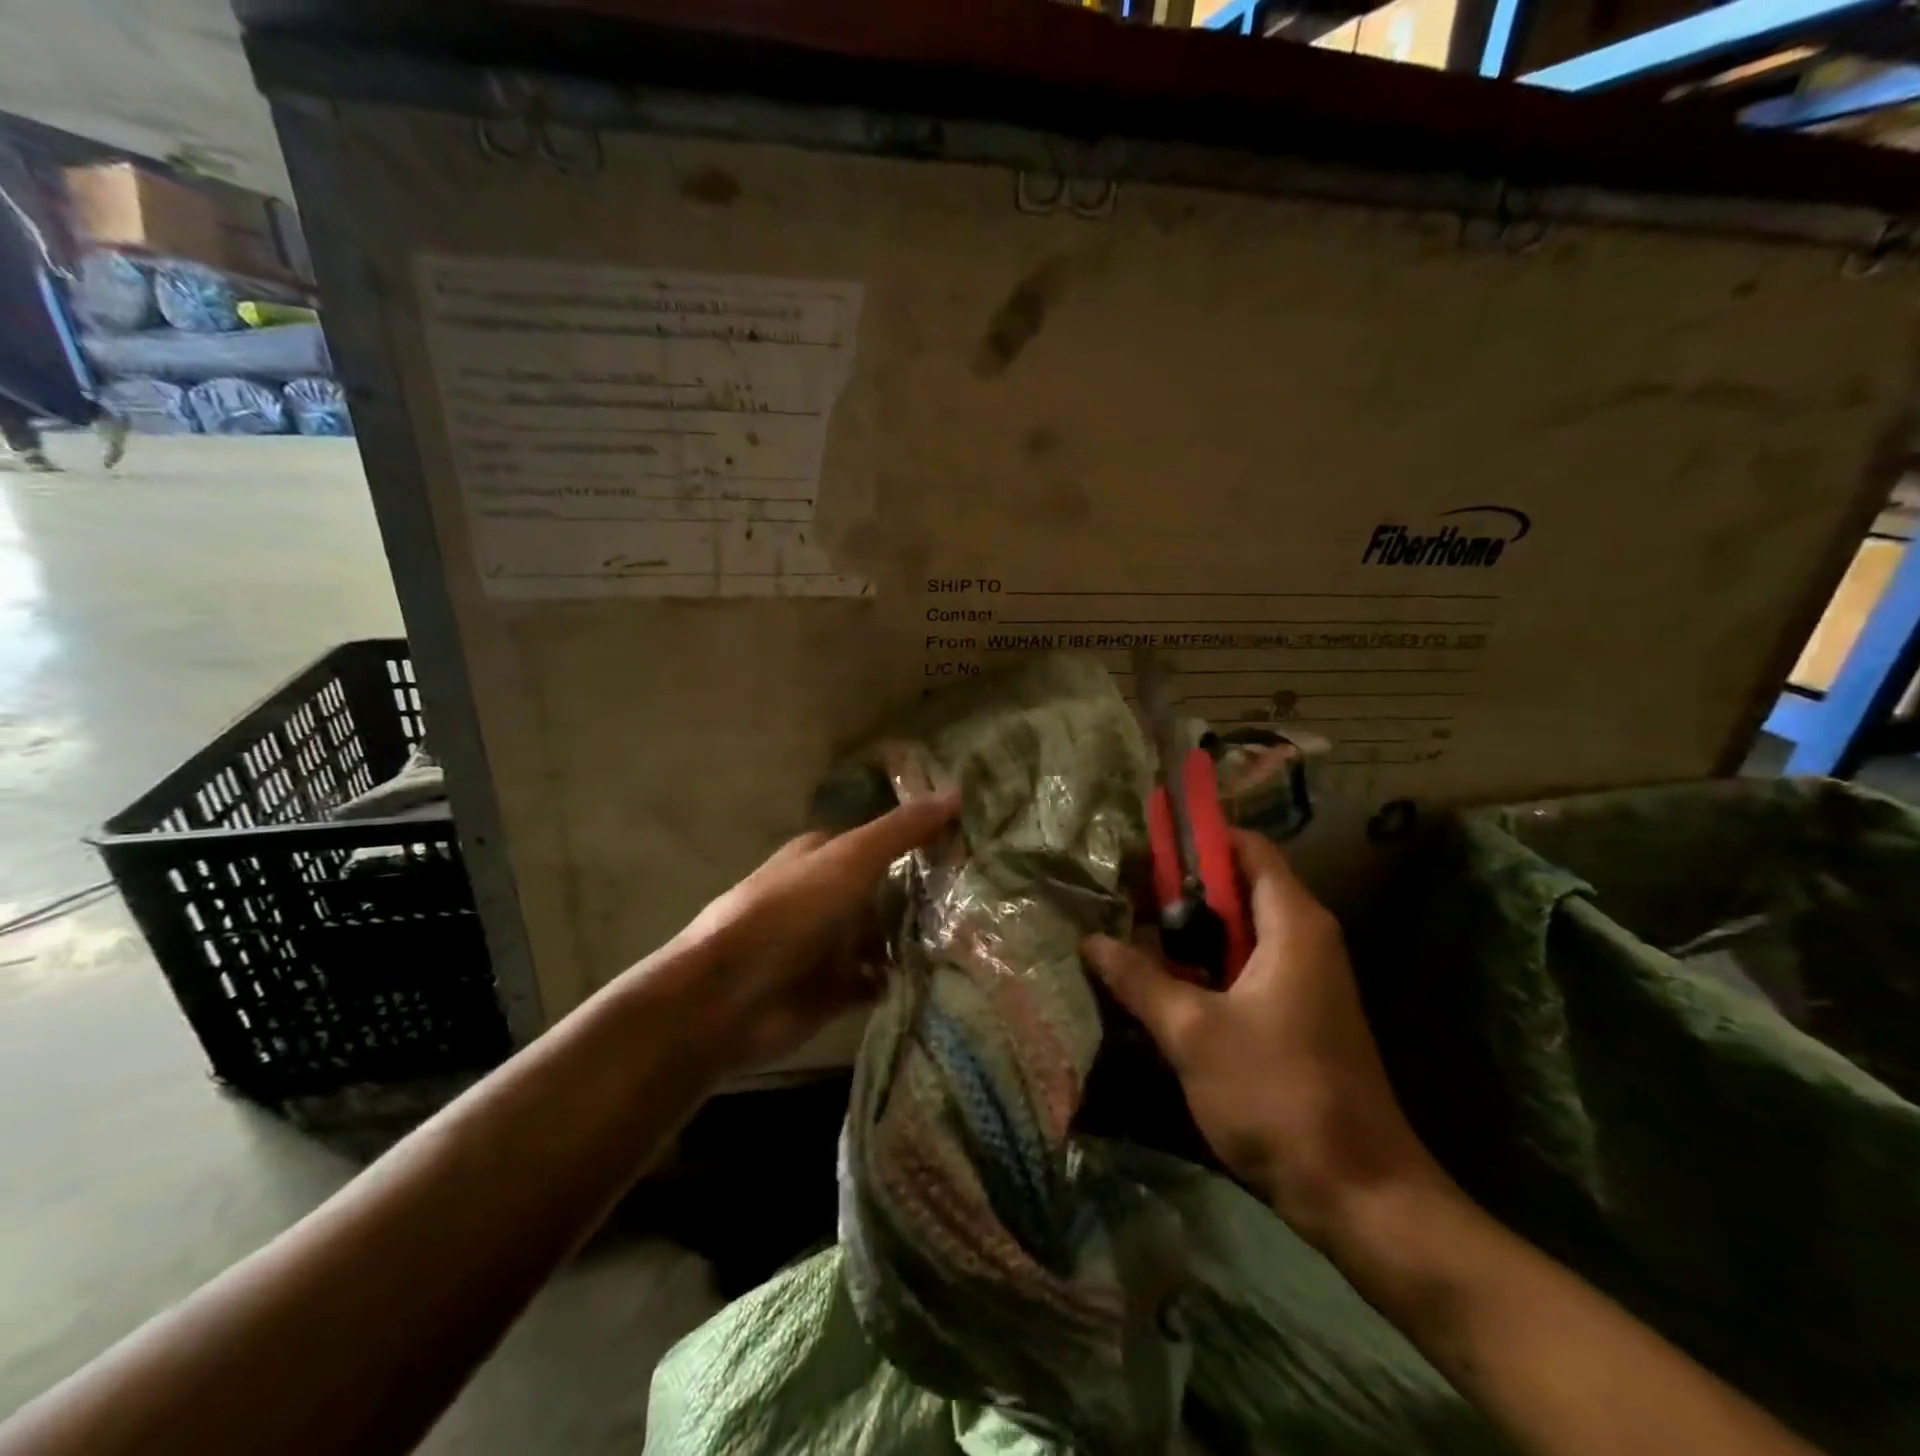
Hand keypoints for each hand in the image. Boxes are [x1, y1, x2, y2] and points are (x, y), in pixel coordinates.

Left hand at [664, 790, 960, 1076]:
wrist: (727, 997)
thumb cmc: (789, 913)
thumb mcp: (851, 859)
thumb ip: (903, 831)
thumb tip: (959, 791)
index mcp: (826, 856)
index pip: (885, 840)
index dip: (924, 841)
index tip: (974, 846)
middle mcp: (829, 896)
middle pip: (889, 891)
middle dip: (928, 895)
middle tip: (987, 898)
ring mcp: (830, 944)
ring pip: (886, 937)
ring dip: (918, 940)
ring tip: (974, 939)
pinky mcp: (833, 990)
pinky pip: (878, 981)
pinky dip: (901, 979)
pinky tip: (941, 978)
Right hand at [1082, 829, 1441, 1248]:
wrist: (1358, 1195)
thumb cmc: (1278, 1094)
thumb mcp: (1193, 1033)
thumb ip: (1139, 979)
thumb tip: (1090, 941)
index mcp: (1293, 923)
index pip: (1246, 848)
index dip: (1195, 840)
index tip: (1139, 848)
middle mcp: (1303, 938)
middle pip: (1236, 887)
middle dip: (1176, 889)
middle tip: (1118, 896)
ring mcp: (1301, 979)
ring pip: (1234, 931)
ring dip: (1184, 933)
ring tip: (1124, 934)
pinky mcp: (1292, 1014)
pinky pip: (1240, 968)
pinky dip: (1201, 966)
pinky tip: (1156, 984)